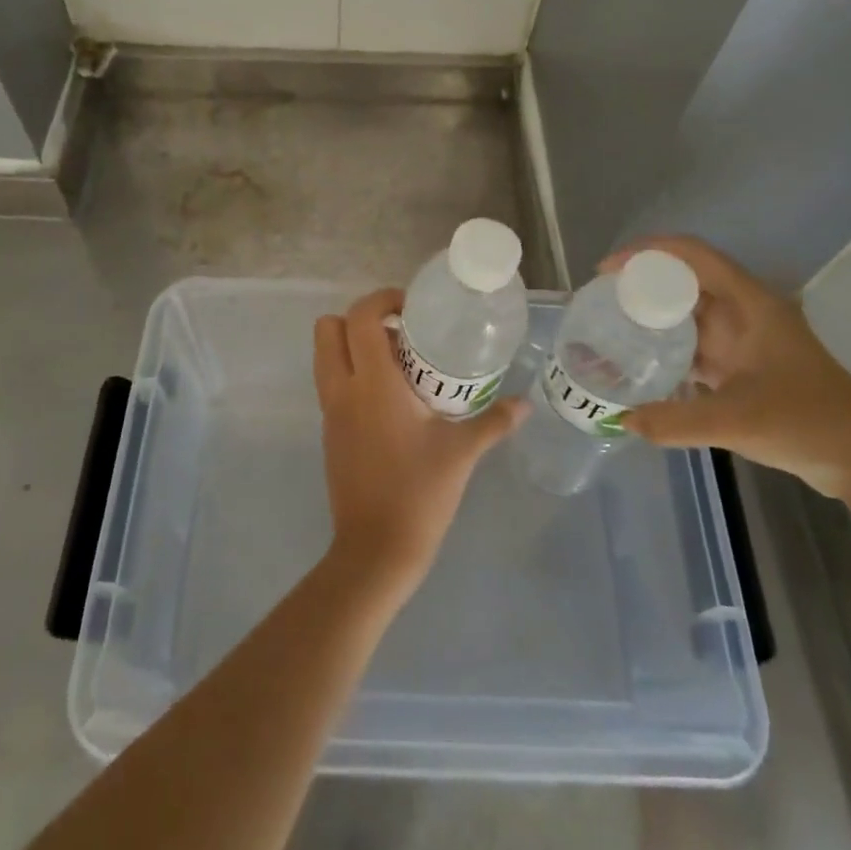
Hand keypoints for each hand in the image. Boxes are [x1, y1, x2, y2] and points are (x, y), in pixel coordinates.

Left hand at [313, 288, 525, 595]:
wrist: (375, 550)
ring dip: (352, 346)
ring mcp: (330, 412)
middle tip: (398, 333)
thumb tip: (525, 404)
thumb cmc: (419, 493)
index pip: (360, 317)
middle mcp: (343, 390)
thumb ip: (493, 422)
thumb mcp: (461, 452)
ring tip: (397, 363)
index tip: (410, 309)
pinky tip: (391, 399)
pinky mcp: (329, 432)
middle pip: (328, 329)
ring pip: (325, 356)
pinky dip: (352, 374)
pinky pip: (332, 384)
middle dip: (358, 319)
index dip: (381, 299)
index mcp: (372, 384)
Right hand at [603, 236, 850, 506]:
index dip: (646, 252)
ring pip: (688, 312)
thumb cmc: (807, 421)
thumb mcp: (737, 420)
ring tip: (610, 327)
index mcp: (749, 303)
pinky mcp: (742, 365)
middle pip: (684, 279)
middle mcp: (744, 312)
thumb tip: (622, 420)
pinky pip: (694, 343)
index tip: (607, 271)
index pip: (691, 254)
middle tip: (600, 302)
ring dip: (652, 315)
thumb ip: (676, 420)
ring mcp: (744, 339)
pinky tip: (640, 364)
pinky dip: (666, 346)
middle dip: (641, 283)